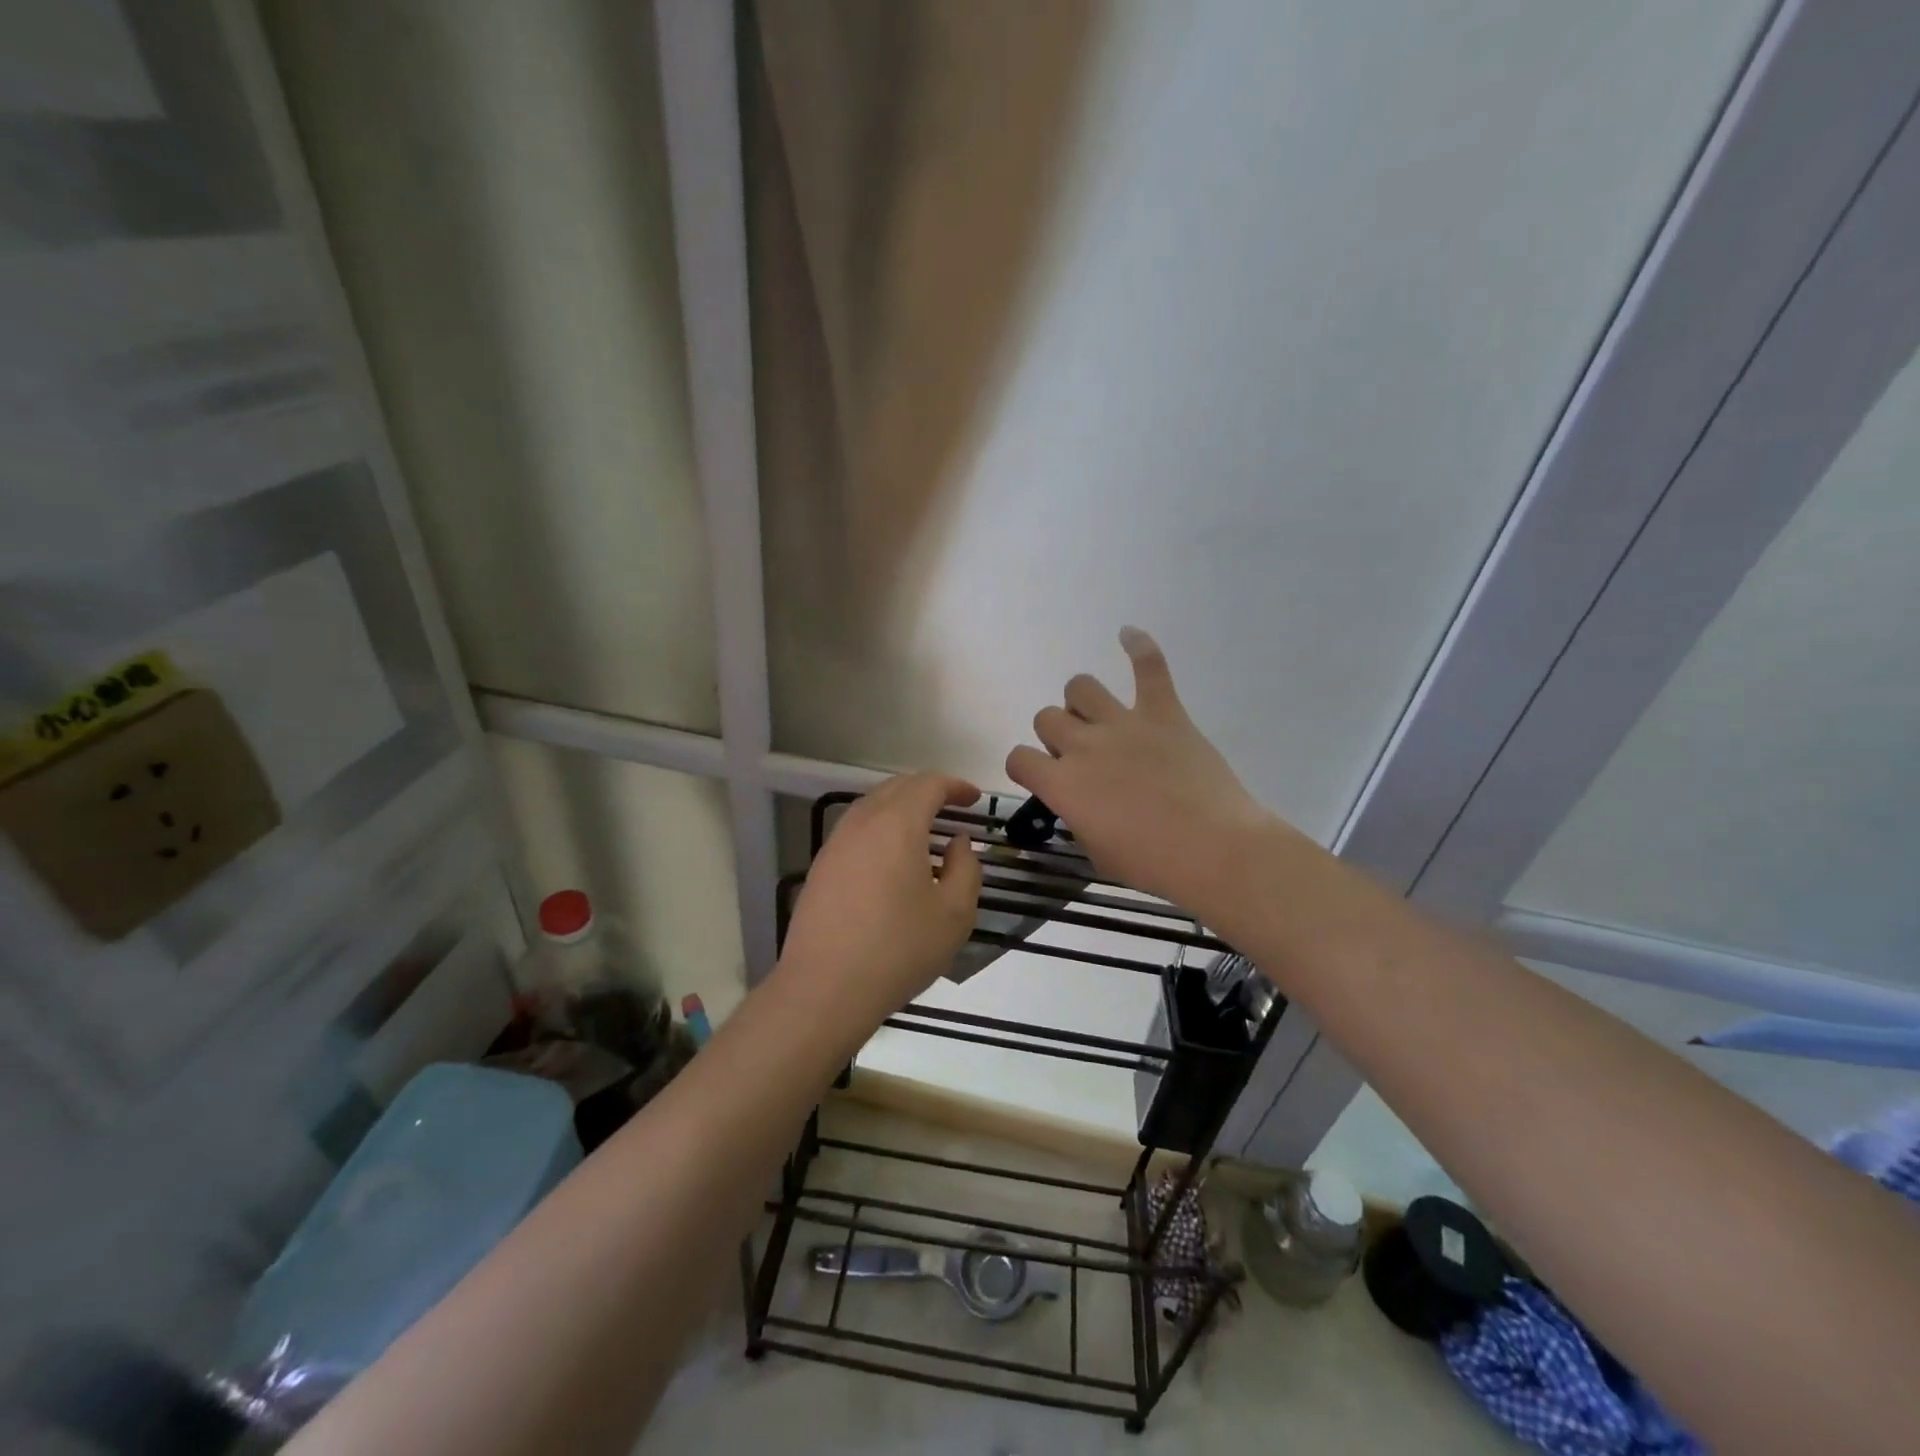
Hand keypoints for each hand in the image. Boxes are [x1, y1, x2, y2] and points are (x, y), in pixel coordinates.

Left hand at [777, 773, 981, 1028]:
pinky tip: (892, 859)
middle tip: (952, 807)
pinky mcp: (820, 868)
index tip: (974, 798)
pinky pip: (856, 831)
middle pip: (896, 788)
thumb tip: (958, 843)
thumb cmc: (899, 949)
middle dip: (927, 790)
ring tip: (924, 831)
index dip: (954, 786)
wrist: (825, 989)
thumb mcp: (954, 913)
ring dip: (901, 808)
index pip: (928, 784)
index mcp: (897, 824)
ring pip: (872, 806)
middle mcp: (862, 822)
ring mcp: (835, 844)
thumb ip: (966, 868)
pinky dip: (880, 829)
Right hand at [1006, 628, 1278, 908]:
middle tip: (1081, 757)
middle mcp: (1083, 745)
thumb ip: (1078, 818)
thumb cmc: (1153, 863)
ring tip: (1098, 717)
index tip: (1041, 777)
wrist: (1215, 850)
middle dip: (1056, 736)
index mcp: (1062, 784)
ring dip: (1082, 701)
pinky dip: (1139, 647)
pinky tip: (1128, 634)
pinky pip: (1148, 667)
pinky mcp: (1163, 712)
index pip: (1019, 759)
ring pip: (1081, 686)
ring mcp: (1123, 723)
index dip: (1026, 767)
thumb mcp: (1098, 853)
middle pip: (1047, 718)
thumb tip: (1080, 802)